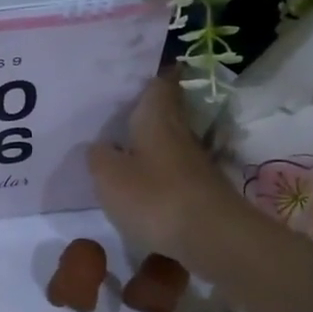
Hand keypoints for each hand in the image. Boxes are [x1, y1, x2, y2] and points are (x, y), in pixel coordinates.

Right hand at [88, 77, 247, 261]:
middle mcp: (179, 131)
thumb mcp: (108, 176)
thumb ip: (98, 156)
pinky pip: (173, 171)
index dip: (150, 75)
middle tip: (115, 112)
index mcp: (156, 116)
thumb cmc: (155, 196)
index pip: (159, 82)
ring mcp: (194, 162)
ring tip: (120, 149)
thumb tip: (101, 147)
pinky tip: (139, 185)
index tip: (135, 73)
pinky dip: (157, 173)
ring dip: (149, 144)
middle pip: (165, 112)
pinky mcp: (200, 190)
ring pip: (168, 142)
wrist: (214, 238)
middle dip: (144, 111)